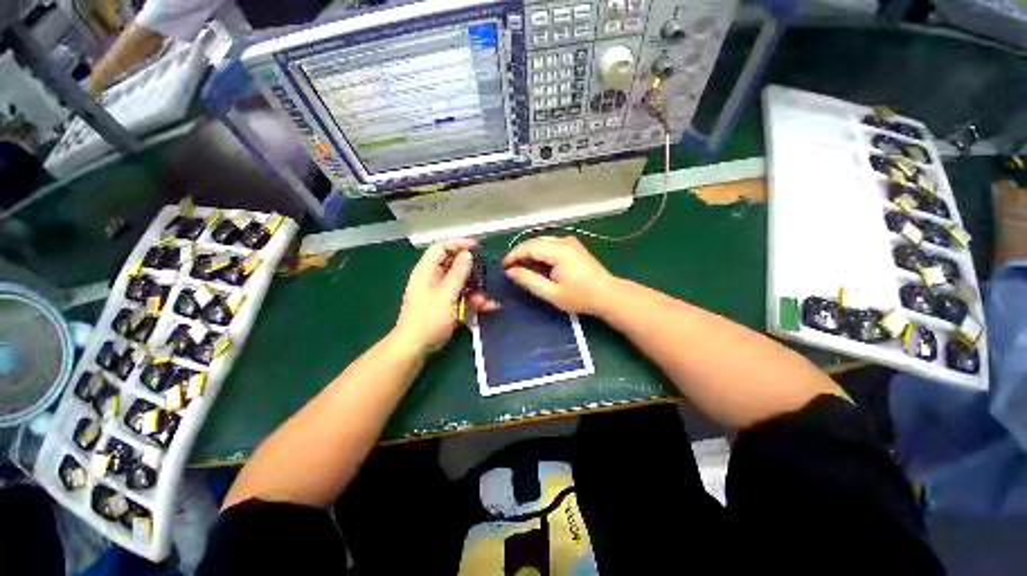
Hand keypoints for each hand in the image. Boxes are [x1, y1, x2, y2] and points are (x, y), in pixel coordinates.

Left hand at [394, 239, 496, 354]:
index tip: (477, 246)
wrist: (416, 347)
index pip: (442, 248)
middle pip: (454, 265)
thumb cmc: (429, 318)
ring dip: (475, 290)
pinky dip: (473, 301)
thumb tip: (467, 254)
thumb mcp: (446, 294)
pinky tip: (486, 308)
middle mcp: (433, 278)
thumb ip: (458, 273)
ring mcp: (440, 292)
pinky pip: (462, 296)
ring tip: (485, 301)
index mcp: (427, 270)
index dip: (459, 244)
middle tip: (486, 273)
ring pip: (461, 282)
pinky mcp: (446, 304)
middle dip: (472, 271)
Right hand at [502, 236, 618, 315]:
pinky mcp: (573, 247)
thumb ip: (529, 280)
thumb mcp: (551, 293)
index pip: (529, 247)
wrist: (608, 295)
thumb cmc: (580, 297)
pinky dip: (540, 254)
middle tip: (509, 269)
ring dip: (529, 254)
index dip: (513, 256)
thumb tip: (510, 271)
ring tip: (520, 269)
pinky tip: (536, 266)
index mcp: (559, 251)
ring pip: (541, 242)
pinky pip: (550, 245)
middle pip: (534, 242)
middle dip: (519, 254)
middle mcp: (564, 241)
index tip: (503, 268)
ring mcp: (570, 242)